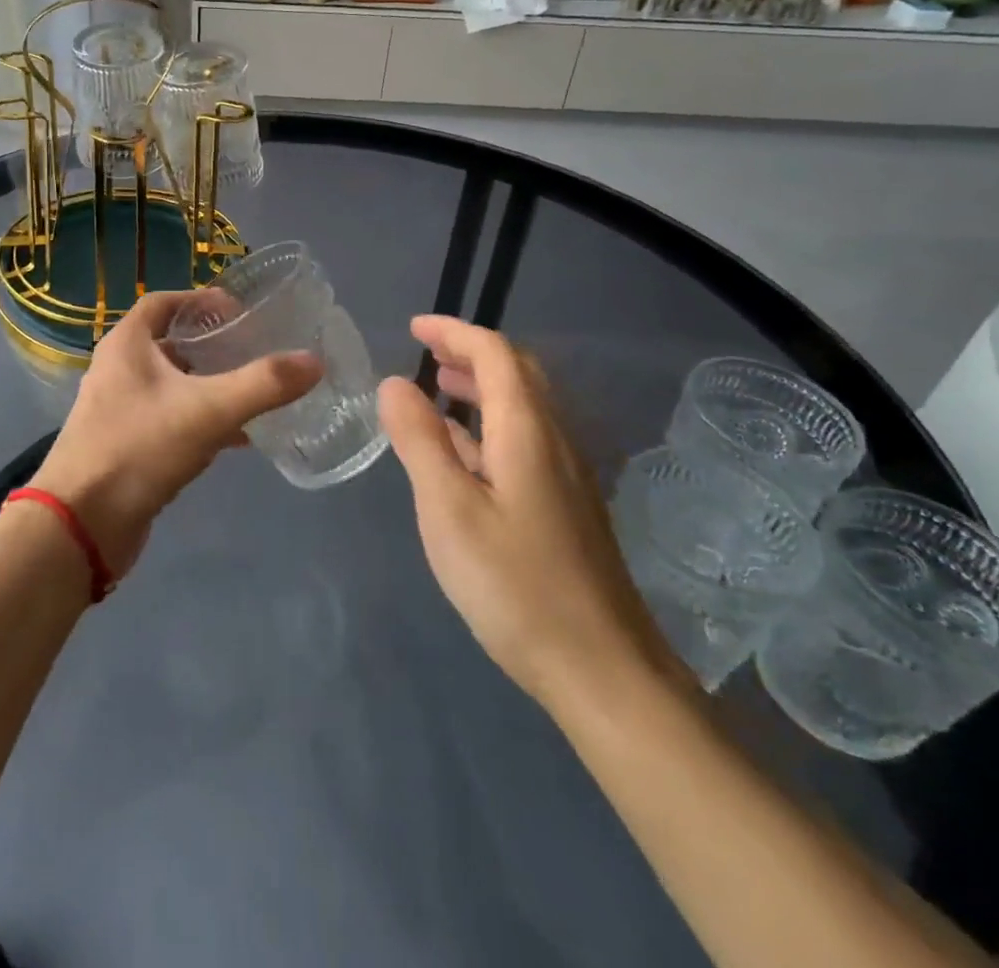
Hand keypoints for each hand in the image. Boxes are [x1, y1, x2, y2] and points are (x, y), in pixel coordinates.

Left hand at [33, 290, 321, 576]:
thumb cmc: (139, 448)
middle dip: (210, 344)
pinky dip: (200, 421)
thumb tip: (314, 361)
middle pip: (168, 343)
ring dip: (208, 384)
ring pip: (170, 385)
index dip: (200, 299)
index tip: (238, 310)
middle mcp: (117, 370)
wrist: (81, 525)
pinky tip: (236, 439)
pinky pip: (169, 420)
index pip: (163, 302)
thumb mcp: (208, 410)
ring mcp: (118, 410)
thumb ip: (263, 384)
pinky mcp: (125, 446)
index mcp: (127, 345)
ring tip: (252, 391)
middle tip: (252, 349)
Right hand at [377, 315, 672, 704]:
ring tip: (437, 390)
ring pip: (524, 407)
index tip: (413, 328)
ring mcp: (567, 475)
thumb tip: (395, 383)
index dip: (454, 331)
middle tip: (426, 353)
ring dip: (481, 387)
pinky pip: (526, 440)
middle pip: (518, 373)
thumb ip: (420, 440)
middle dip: (470, 352)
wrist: (603, 671)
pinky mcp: (567, 506)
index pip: (495, 353)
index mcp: (528, 431)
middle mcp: (555, 441)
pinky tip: (464, 453)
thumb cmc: (515, 585)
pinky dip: (489, 425)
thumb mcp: (448, 509)